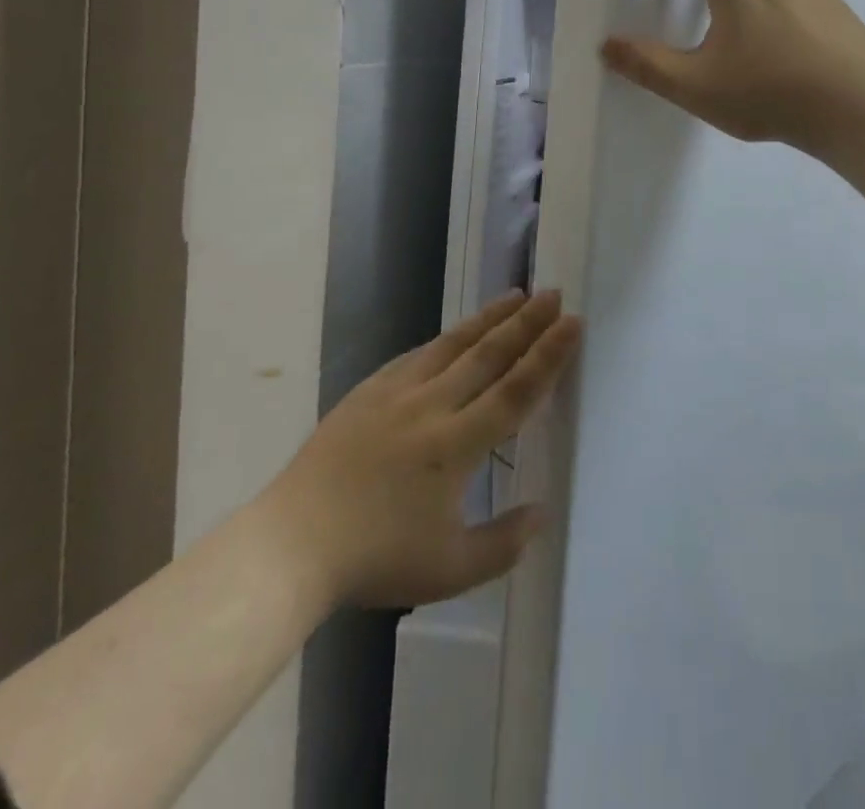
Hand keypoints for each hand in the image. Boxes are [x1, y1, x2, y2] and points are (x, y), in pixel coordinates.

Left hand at [262, 290, 580, 608]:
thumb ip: (502, 544)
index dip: (548, 356)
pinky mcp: (369, 392)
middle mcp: (432, 408)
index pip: (515, 391)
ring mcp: (397, 394)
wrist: (292, 544)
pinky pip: (417, 355)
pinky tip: (456, 331)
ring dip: (490, 319)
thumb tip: (541, 512)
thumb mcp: (449, 570)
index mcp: (456, 446)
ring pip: (453, 345)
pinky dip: (445, 339)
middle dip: (526, 324)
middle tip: (554, 294)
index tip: (572, 323)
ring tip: (518, 295)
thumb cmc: (375, 560)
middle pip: (489, 356)